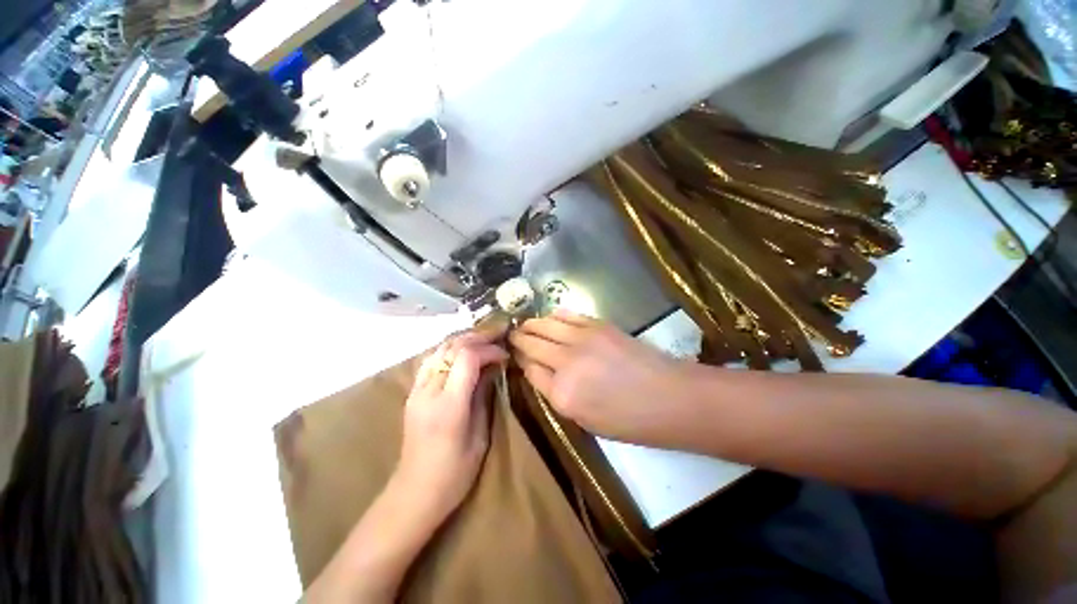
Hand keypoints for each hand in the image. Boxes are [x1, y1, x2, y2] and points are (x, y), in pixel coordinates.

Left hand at [396, 331, 507, 519]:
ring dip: (462, 341)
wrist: (414, 493)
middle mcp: (428, 392)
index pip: (467, 358)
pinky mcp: (412, 393)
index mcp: (449, 405)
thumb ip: (484, 397)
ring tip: (482, 342)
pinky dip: (449, 350)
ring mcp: (416, 391)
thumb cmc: (454, 473)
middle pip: (452, 347)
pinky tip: (461, 354)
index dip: (489, 350)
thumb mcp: (480, 436)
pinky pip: (431, 360)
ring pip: (439, 349)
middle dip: (477, 338)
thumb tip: (492, 369)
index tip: (504, 356)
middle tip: (497, 339)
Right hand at [509, 309, 688, 444]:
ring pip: (545, 325)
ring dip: (531, 324)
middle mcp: (566, 362)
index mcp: (562, 394)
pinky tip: (549, 316)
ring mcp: (582, 339)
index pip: (530, 370)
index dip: (521, 362)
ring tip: (524, 324)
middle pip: (532, 344)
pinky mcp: (597, 325)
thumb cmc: (630, 420)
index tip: (517, 357)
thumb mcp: (586, 421)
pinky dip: (554, 315)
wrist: (670, 397)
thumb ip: (558, 395)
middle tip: (512, 336)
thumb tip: (541, 372)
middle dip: (519, 339)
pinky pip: (567, 315)